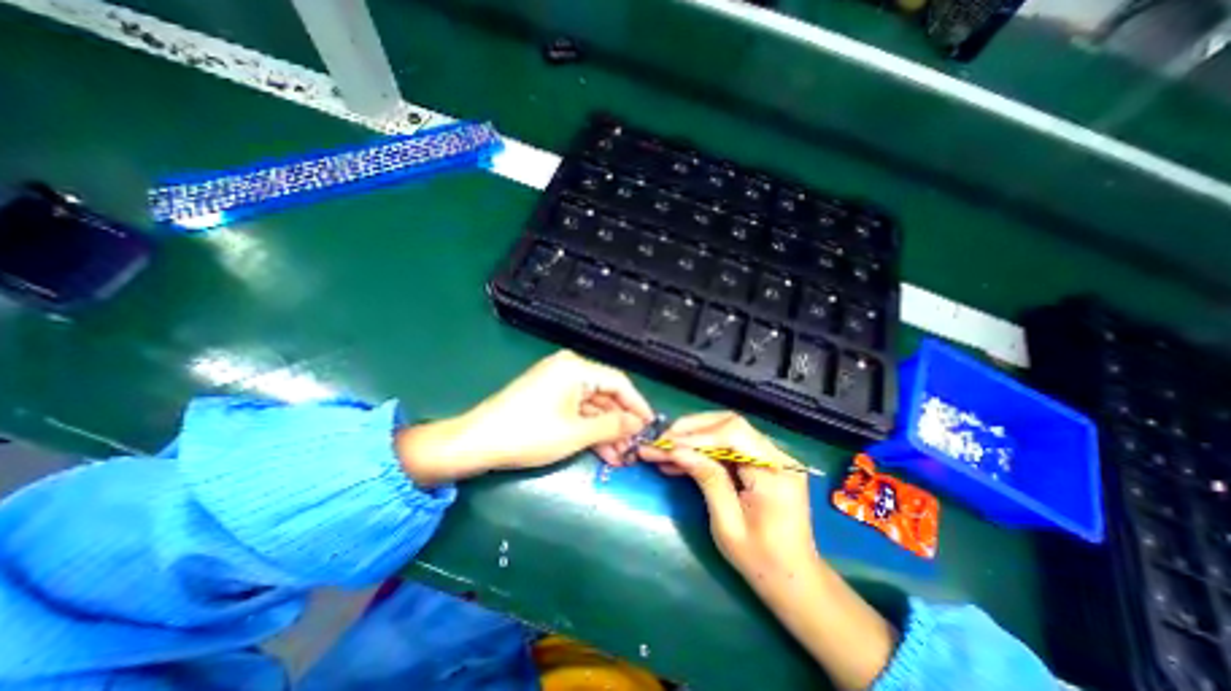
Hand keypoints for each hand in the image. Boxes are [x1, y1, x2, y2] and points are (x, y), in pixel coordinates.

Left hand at [399, 351, 658, 486]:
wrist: (477, 442)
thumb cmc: (530, 433)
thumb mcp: (576, 432)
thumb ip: (612, 425)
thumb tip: (638, 424)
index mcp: (576, 368)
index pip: (619, 383)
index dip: (637, 405)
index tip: (651, 426)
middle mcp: (569, 369)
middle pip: (605, 395)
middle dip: (620, 423)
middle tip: (635, 448)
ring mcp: (557, 383)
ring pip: (592, 406)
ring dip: (606, 430)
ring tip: (621, 457)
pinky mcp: (548, 397)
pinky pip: (576, 411)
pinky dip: (589, 429)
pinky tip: (602, 451)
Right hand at [646, 411, 894, 690]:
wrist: (795, 579)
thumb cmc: (761, 561)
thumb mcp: (727, 524)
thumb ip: (706, 479)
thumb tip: (677, 450)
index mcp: (775, 473)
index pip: (733, 434)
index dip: (696, 435)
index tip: (666, 443)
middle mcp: (779, 456)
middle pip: (730, 423)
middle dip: (692, 429)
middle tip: (662, 439)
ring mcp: (773, 456)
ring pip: (727, 429)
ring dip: (694, 437)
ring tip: (664, 449)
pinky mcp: (764, 460)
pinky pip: (730, 445)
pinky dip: (704, 449)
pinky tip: (681, 459)